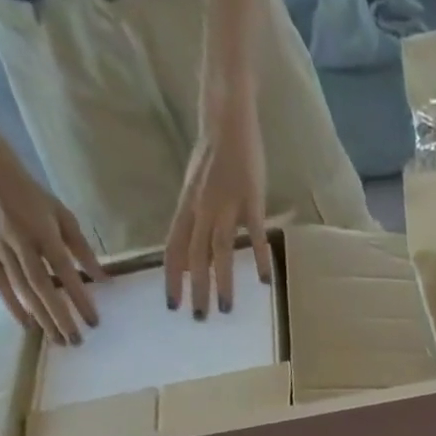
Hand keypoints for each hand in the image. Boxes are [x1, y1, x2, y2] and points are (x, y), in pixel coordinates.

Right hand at [0, 140, 103, 344]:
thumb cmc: (32, 194)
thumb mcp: (64, 215)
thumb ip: (83, 249)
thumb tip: (103, 280)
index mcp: (42, 231)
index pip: (64, 271)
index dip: (79, 298)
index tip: (94, 322)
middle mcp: (19, 240)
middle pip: (41, 286)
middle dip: (60, 316)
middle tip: (76, 342)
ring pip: (21, 288)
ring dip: (40, 317)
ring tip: (58, 340)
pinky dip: (12, 304)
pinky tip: (28, 325)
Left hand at [163, 95, 268, 319]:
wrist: (227, 118)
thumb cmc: (214, 155)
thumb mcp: (197, 188)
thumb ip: (197, 219)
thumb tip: (199, 253)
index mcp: (188, 206)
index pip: (173, 247)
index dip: (171, 277)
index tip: (172, 304)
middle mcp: (202, 208)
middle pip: (194, 255)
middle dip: (195, 289)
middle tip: (198, 317)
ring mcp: (226, 205)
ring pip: (219, 250)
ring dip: (222, 282)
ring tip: (225, 309)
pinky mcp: (251, 200)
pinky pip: (253, 234)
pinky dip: (258, 257)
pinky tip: (263, 280)